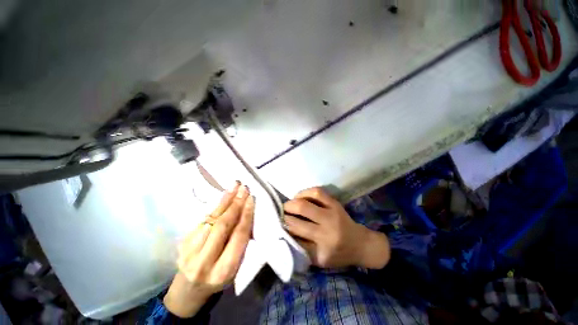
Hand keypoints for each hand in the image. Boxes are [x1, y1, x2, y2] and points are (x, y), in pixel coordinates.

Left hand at [164, 182, 253, 317]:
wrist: (188, 290)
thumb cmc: (219, 279)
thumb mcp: (235, 267)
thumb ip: (241, 243)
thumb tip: (247, 214)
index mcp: (224, 271)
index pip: (238, 236)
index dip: (246, 215)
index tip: (251, 199)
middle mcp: (205, 262)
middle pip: (223, 226)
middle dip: (236, 204)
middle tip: (244, 188)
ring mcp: (189, 252)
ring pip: (211, 219)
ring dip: (225, 200)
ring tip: (234, 186)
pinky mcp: (182, 243)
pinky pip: (202, 219)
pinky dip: (215, 206)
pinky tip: (224, 196)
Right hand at [283, 187, 389, 268]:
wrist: (360, 244)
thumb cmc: (338, 255)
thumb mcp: (319, 260)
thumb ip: (302, 249)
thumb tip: (284, 232)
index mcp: (322, 248)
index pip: (295, 235)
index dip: (284, 228)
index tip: (277, 225)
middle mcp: (327, 229)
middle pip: (299, 214)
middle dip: (286, 212)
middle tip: (281, 213)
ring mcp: (332, 213)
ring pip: (306, 202)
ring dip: (293, 201)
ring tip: (289, 205)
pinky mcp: (335, 203)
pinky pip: (317, 192)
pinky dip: (305, 192)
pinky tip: (300, 197)